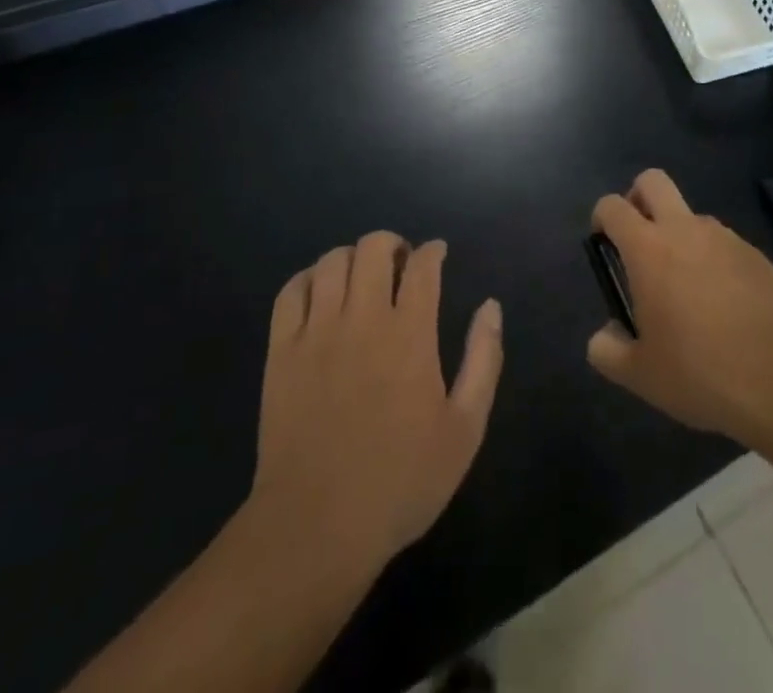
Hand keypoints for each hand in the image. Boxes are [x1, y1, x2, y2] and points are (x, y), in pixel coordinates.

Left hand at [252, 233, 503, 571]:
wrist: (315, 528)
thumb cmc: (400, 481)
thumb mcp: (464, 429)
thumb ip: (483, 359)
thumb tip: (490, 306)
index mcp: (409, 333)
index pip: (423, 265)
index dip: (433, 251)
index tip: (437, 255)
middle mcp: (363, 318)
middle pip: (374, 247)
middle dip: (392, 244)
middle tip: (400, 266)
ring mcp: (316, 332)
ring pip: (332, 261)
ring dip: (353, 258)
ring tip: (361, 279)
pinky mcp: (281, 351)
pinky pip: (292, 291)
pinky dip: (310, 279)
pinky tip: (321, 294)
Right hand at [586, 170, 772, 442]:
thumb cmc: (700, 370)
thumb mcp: (640, 374)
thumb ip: (608, 350)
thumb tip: (605, 335)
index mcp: (648, 249)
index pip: (612, 206)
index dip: (602, 218)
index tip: (604, 245)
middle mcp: (684, 229)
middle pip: (652, 181)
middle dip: (638, 197)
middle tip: (638, 240)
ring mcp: (724, 237)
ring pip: (691, 215)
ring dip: (680, 235)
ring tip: (687, 290)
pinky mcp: (755, 253)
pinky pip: (723, 244)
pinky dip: (714, 260)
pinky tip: (724, 306)